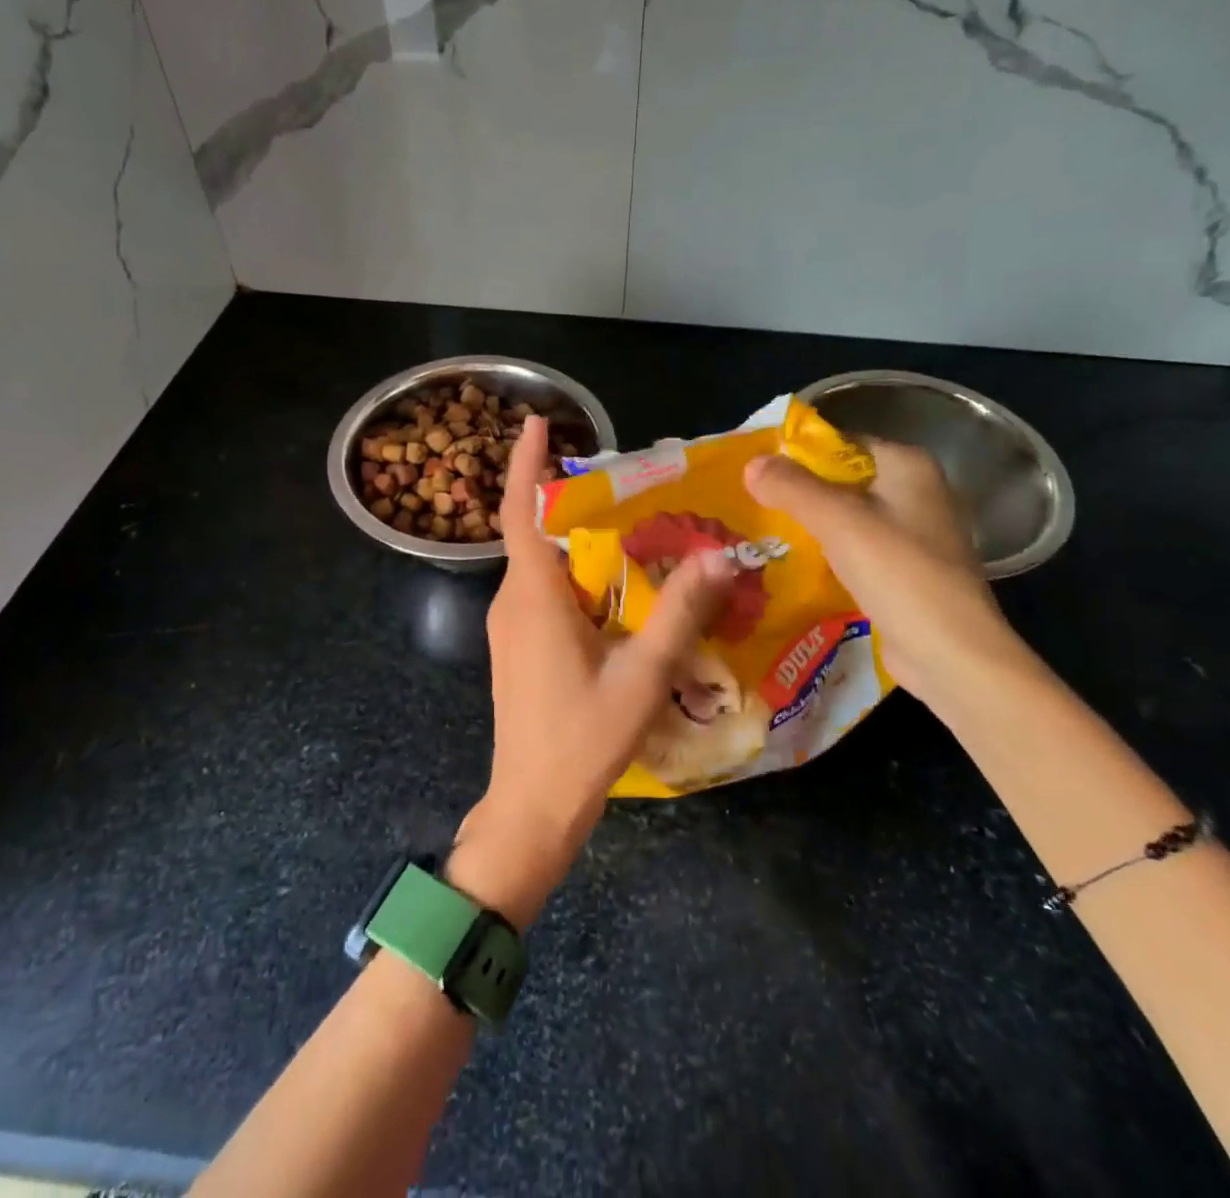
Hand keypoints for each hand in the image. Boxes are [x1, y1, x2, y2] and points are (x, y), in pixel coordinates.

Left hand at [450, 417, 732, 925]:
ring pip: (541, 565)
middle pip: (535, 533)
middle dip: (570, 498)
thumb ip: (680, 613)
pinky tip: (616, 586)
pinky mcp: (519, 648)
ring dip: (577, 540)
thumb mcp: (642, 676)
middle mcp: (512, 602)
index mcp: (532, 596)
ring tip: (630, 524)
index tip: (535, 421)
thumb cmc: (581, 741)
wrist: (531, 808)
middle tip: (623, 479)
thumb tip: (718, 554)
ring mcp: (510, 627)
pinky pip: (544, 592)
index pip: (520, 513)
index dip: (525, 464)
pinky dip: (575, 574)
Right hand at [743, 438, 1032, 712]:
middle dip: (798, 492)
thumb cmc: (898, 573)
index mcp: (909, 467)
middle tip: (749, 501)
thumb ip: (792, 488)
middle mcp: (916, 495)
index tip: (756, 468)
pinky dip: (826, 556)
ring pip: (847, 520)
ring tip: (760, 532)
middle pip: (843, 482)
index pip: (843, 444)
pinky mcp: (905, 575)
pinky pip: (855, 553)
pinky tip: (791, 566)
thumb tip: (751, 463)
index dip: (798, 453)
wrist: (949, 654)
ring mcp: (913, 538)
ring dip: (809, 526)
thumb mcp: (838, 521)